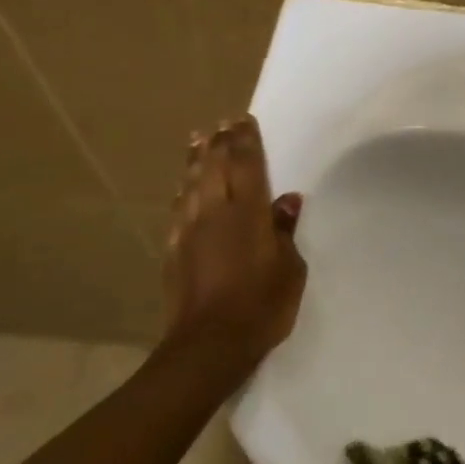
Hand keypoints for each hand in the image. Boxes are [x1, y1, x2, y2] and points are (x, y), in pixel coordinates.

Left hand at [162, 115, 306, 367]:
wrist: (210, 343)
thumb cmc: (263, 305)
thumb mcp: (290, 268)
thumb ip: (285, 231)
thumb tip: (287, 201)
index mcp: (247, 214)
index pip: (246, 166)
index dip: (246, 141)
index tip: (243, 120)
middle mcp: (213, 213)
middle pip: (214, 168)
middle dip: (219, 143)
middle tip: (221, 123)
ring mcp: (188, 231)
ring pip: (191, 184)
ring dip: (196, 160)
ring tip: (198, 140)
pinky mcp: (174, 250)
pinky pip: (178, 208)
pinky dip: (183, 190)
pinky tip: (184, 187)